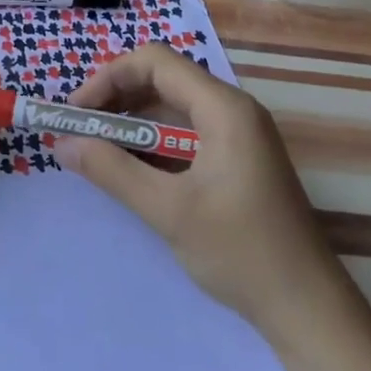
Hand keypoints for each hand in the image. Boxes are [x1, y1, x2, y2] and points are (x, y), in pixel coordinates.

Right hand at [51, 43, 336, 341]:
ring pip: (173, 109)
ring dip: (132, 125)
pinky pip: (186, 135)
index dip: (109, 78)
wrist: (307, 308)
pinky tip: (130, 171)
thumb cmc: (241, 251)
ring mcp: (238, 135)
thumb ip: (112, 171)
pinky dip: (153, 145)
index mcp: (223, 108)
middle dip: (117, 100)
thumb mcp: (169, 211)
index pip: (156, 62)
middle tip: (81, 133)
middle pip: (163, 81)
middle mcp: (232, 110)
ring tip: (97, 152)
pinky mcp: (237, 160)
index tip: (78, 113)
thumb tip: (62, 143)